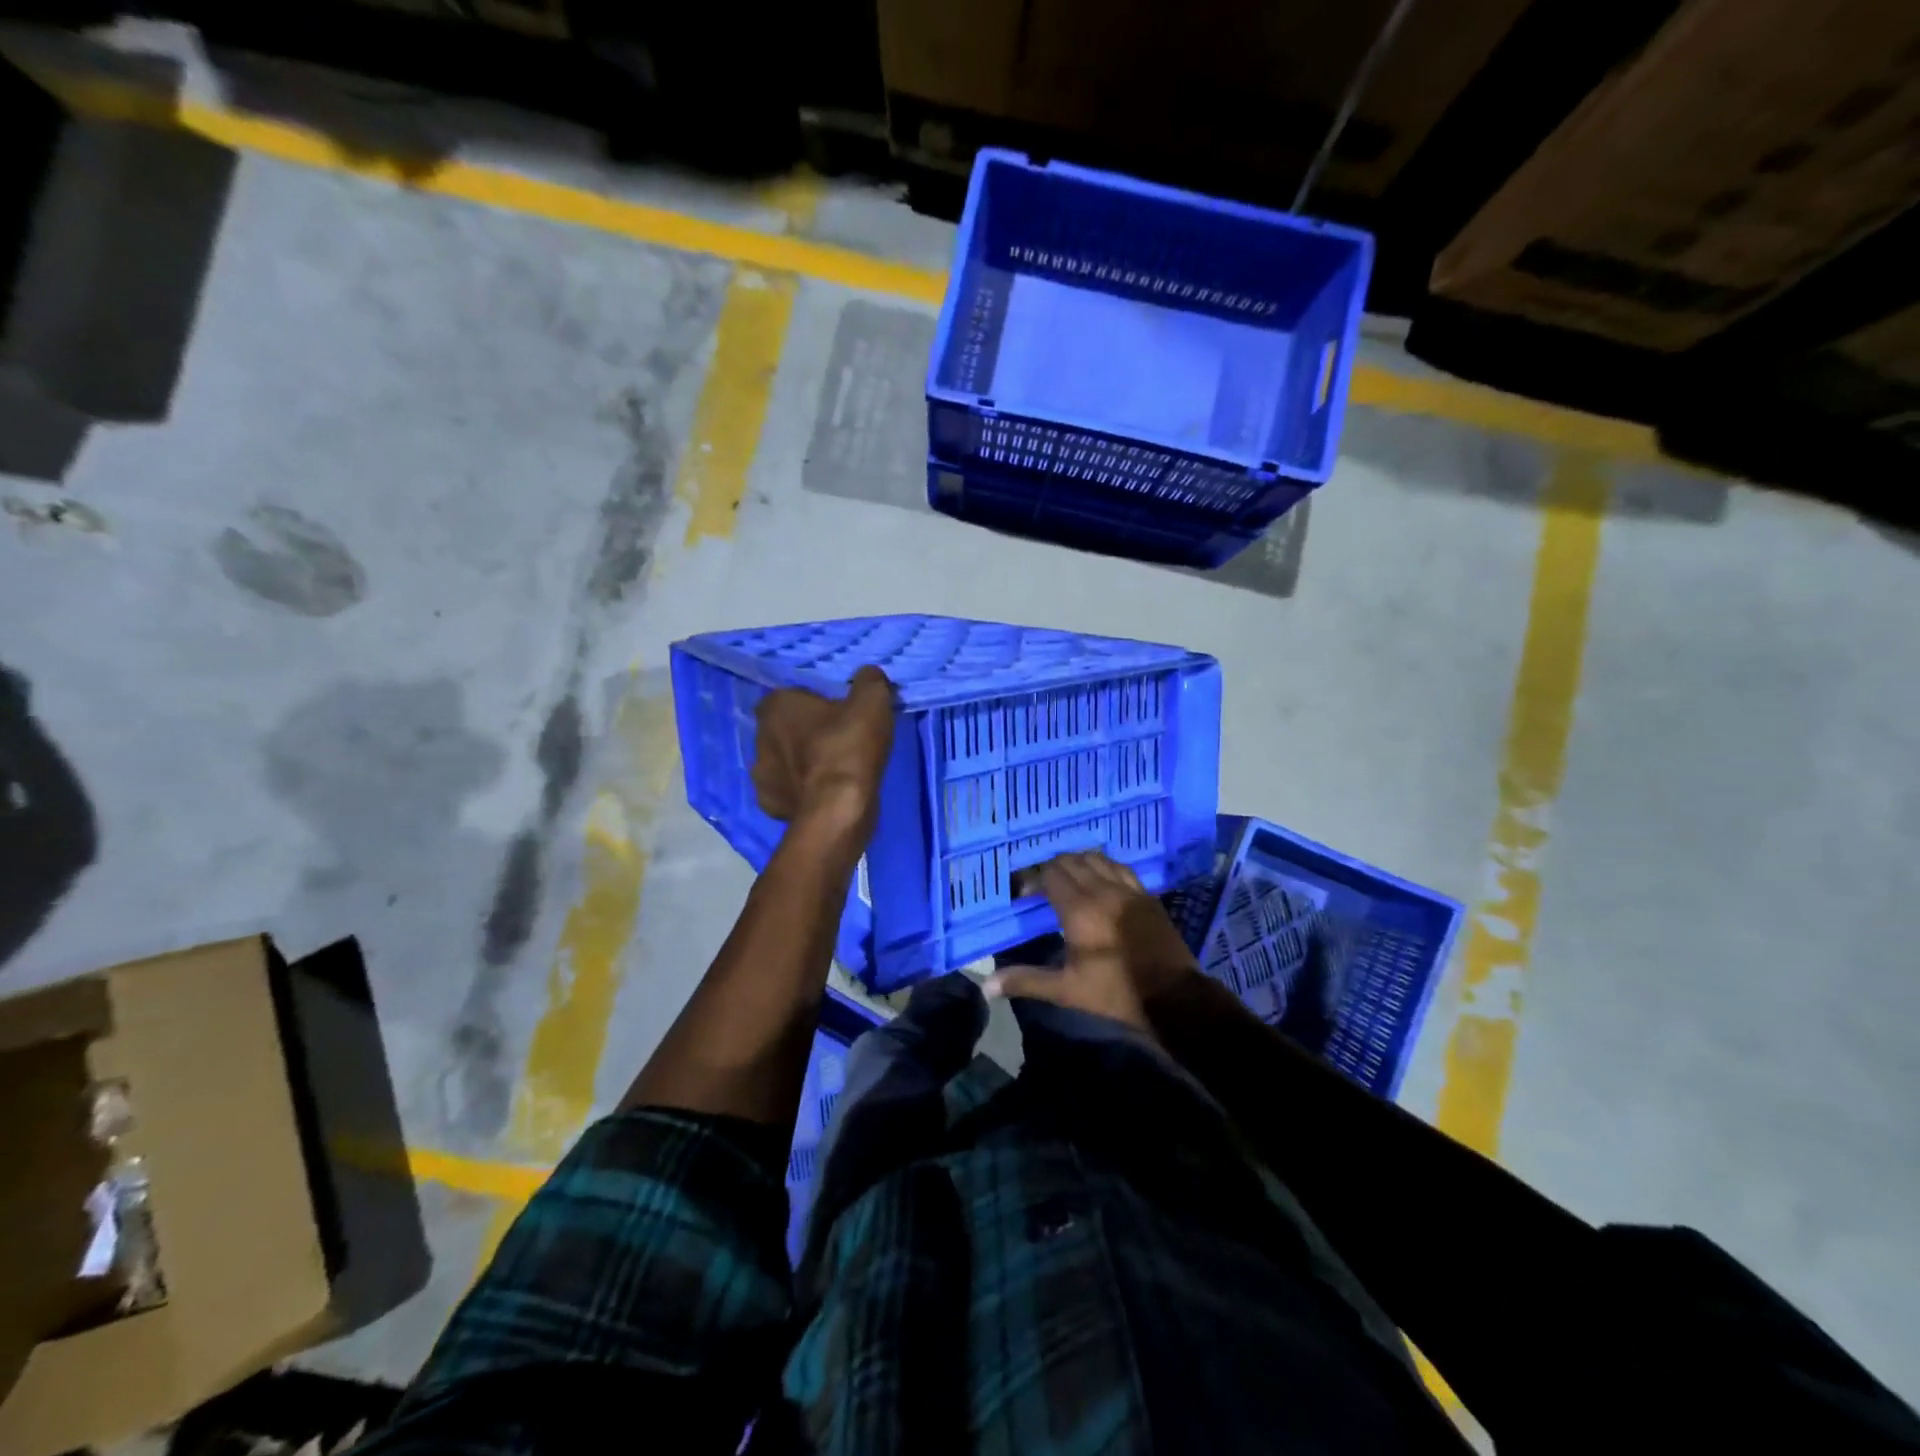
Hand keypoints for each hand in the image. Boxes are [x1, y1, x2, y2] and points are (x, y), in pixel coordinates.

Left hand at [752, 665, 895, 836]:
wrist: (838, 808)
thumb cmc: (849, 747)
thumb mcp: (872, 702)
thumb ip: (869, 681)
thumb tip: (868, 675)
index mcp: (776, 706)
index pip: (790, 695)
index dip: (813, 702)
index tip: (838, 712)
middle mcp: (760, 737)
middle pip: (784, 728)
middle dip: (805, 732)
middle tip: (838, 739)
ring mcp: (761, 775)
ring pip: (782, 761)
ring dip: (800, 763)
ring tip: (833, 770)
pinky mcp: (770, 805)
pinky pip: (786, 791)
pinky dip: (800, 791)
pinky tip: (823, 793)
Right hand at [986, 851, 1198, 1032]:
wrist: (1174, 997)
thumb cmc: (1115, 993)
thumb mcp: (1067, 990)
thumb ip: (1027, 982)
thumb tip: (987, 986)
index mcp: (1079, 909)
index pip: (1051, 874)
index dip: (1033, 879)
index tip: (1023, 894)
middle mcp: (1102, 890)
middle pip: (1072, 861)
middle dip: (1053, 869)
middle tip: (1042, 888)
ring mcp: (1128, 889)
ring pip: (1097, 859)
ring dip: (1079, 863)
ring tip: (1069, 881)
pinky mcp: (1146, 895)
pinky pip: (1120, 868)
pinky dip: (1104, 867)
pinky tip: (1101, 881)